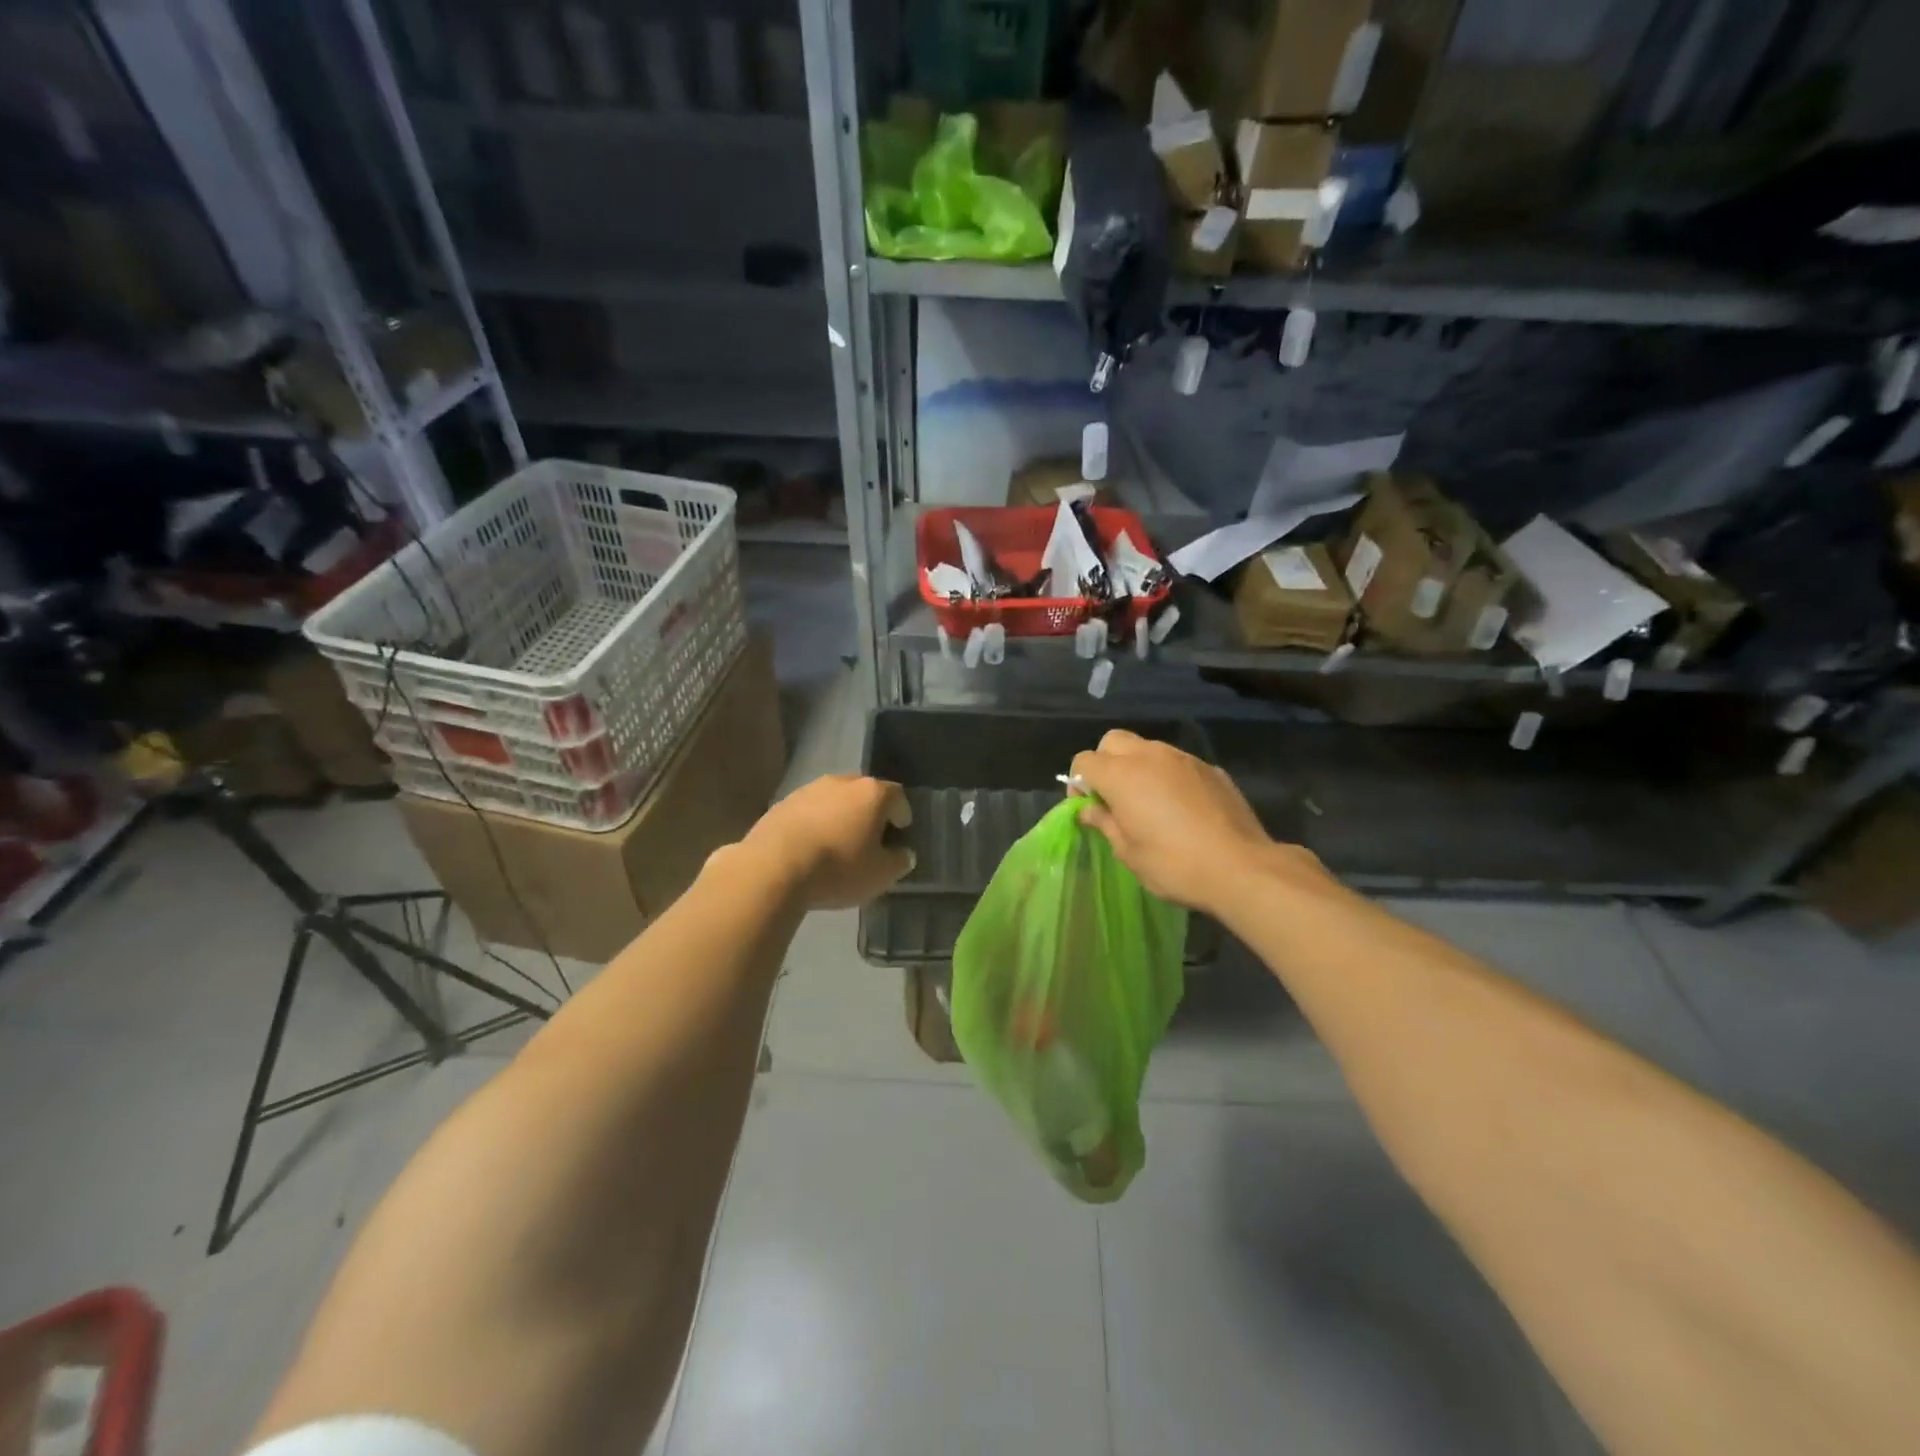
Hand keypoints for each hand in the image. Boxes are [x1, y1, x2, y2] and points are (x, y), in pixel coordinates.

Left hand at [742, 773, 913, 910]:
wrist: (773, 868)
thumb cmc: (838, 868)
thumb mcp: (881, 874)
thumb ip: (899, 861)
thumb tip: (903, 854)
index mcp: (872, 793)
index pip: (897, 796)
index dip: (902, 816)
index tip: (900, 834)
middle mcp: (842, 782)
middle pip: (864, 793)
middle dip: (870, 813)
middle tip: (870, 838)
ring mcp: (808, 790)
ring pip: (834, 800)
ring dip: (840, 817)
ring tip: (838, 844)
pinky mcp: (781, 804)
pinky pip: (808, 811)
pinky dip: (815, 824)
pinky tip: (810, 848)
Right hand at [1069, 731, 1307, 915]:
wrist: (1241, 867)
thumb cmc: (1173, 864)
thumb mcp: (1128, 852)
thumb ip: (1105, 823)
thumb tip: (1090, 810)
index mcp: (1121, 775)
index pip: (1084, 760)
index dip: (1079, 782)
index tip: (1088, 807)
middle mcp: (1149, 756)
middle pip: (1114, 741)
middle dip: (1105, 762)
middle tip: (1113, 797)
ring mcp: (1183, 758)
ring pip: (1148, 748)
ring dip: (1138, 767)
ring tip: (1148, 802)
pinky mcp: (1211, 768)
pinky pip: (1178, 763)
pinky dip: (1169, 776)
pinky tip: (1181, 807)